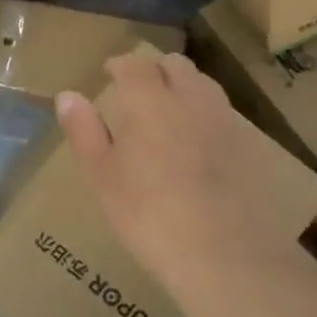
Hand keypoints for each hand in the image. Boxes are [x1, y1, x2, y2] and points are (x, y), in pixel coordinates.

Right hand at [56, 53, 316, 307]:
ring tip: (169, 109)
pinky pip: (222, 113)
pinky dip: (205, 113)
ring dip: (183, 85)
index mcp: (148, 99)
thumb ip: (84, 131)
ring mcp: (224, 119)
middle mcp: (189, 97)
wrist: (224, 253)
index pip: (133, 64)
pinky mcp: (249, 145)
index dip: (119, 64)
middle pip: (174, 65)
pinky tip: (198, 140)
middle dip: (154, 69)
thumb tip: (67, 96)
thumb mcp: (103, 176)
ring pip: (202, 84)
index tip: (108, 72)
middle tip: (138, 88)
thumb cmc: (148, 214)